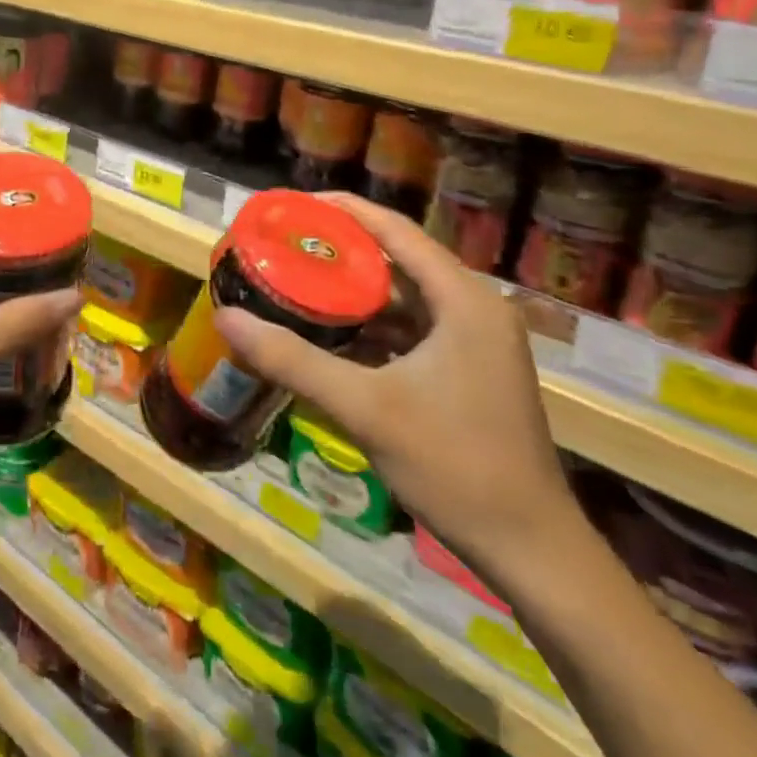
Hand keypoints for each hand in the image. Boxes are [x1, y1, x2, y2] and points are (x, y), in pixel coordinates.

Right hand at [214, 194, 579, 581]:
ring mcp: (472, 343)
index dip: (342, 210)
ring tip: (293, 284)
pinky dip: (368, 327)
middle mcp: (473, 309)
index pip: (395, 231)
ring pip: (401, 298)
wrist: (530, 550)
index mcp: (463, 301)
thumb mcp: (365, 408)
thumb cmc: (455, 466)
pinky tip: (326, 336)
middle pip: (396, 261)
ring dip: (351, 293)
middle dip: (337, 252)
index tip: (290, 206)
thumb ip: (293, 360)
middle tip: (281, 247)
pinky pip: (408, 330)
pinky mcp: (466, 371)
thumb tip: (226, 318)